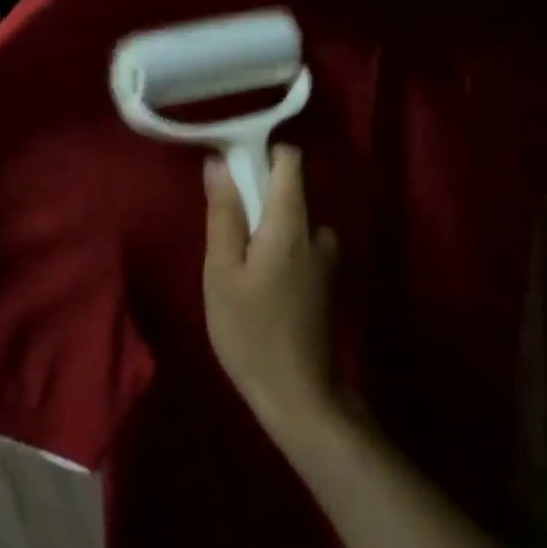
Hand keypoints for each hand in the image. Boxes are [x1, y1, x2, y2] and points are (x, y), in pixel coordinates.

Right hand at [203, 146, 341, 442]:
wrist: (298, 395)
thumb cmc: (250, 330)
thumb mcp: (222, 271)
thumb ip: (223, 213)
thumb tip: (219, 162)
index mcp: (292, 223)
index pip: (290, 159)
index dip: (261, 153)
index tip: (232, 168)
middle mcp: (317, 231)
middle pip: (289, 189)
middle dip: (256, 197)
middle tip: (225, 231)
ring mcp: (327, 257)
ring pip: (292, 220)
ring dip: (266, 228)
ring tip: (238, 264)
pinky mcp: (326, 280)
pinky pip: (299, 244)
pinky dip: (277, 248)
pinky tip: (258, 283)